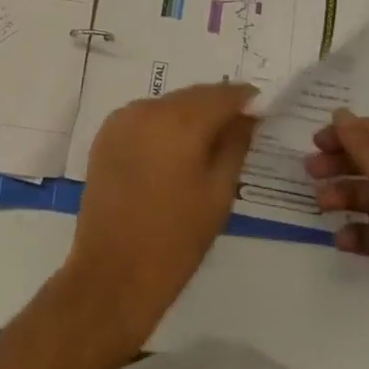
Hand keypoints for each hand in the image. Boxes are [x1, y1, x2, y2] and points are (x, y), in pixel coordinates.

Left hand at [67, 84, 257, 352]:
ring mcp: (123, 119)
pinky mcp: (106, 134)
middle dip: (216, 107)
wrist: (113, 273)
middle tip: (238, 128)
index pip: (221, 95)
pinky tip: (172, 153)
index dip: (244, 99)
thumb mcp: (219, 194)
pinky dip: (162, 126)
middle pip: (193, 96)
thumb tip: (247, 117)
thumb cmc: (176, 240)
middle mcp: (148, 108)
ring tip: (204, 146)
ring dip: (188, 115)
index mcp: (180, 121)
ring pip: (167, 105)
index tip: (262, 109)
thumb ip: (235, 145)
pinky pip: (144, 118)